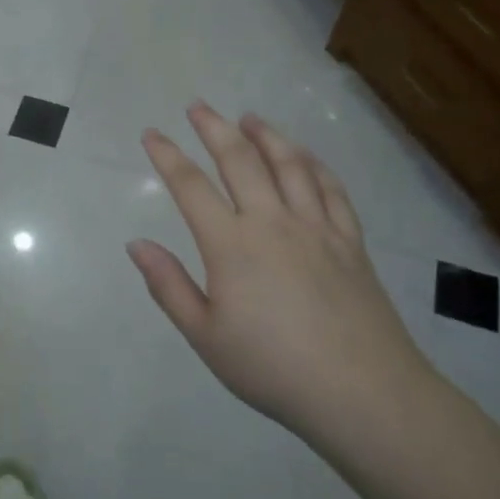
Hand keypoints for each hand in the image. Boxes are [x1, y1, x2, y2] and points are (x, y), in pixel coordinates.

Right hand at [127, 103, 435, 448]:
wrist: (363, 392)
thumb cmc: (273, 368)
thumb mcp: (206, 336)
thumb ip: (169, 286)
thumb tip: (136, 244)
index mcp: (231, 245)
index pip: (190, 186)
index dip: (167, 156)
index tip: (151, 133)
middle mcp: (272, 222)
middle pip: (240, 160)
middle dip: (214, 128)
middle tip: (198, 106)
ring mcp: (316, 227)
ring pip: (289, 164)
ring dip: (266, 135)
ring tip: (249, 117)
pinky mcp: (350, 241)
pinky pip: (331, 189)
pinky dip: (314, 164)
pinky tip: (305, 156)